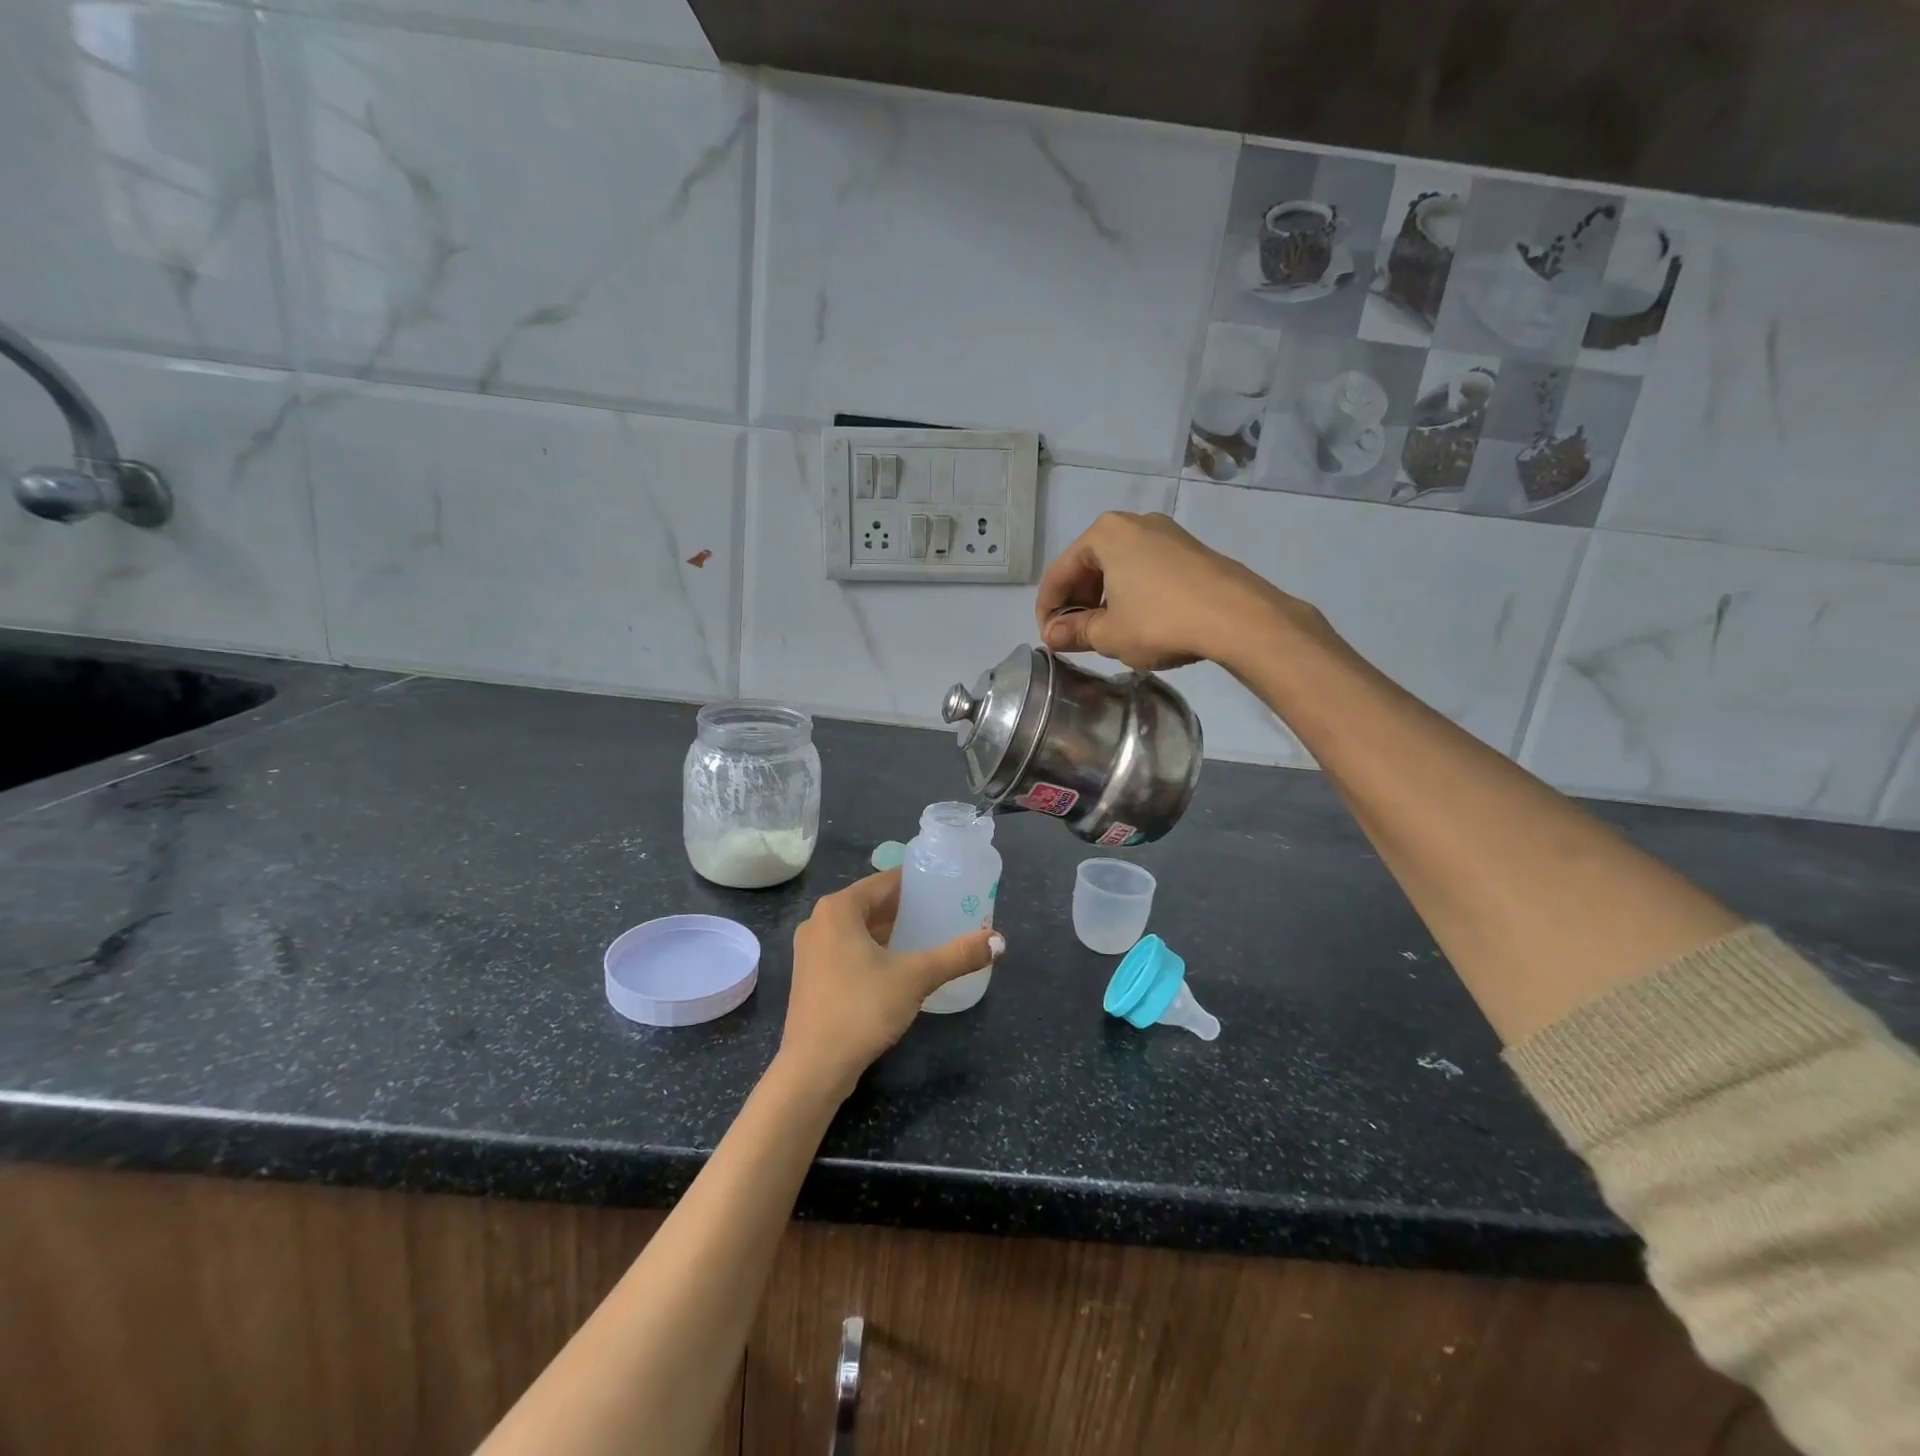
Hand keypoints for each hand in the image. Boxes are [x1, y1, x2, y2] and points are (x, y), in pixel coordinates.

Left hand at [777, 869, 1003, 1101]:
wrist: (813, 1068)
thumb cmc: (861, 1008)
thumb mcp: (915, 977)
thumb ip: (957, 955)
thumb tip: (999, 941)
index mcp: (838, 908)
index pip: (885, 881)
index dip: (917, 882)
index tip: (946, 886)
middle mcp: (819, 921)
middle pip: (871, 904)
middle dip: (906, 909)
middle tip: (943, 912)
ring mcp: (810, 951)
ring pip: (859, 929)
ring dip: (890, 931)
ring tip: (927, 936)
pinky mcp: (811, 977)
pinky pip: (848, 950)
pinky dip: (873, 951)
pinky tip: (899, 965)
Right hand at [1034, 512, 1299, 673]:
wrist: (1238, 617)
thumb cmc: (1160, 621)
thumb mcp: (1108, 633)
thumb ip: (1074, 632)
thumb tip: (1052, 636)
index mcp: (1104, 534)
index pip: (1059, 573)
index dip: (1047, 611)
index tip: (1049, 641)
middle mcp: (1133, 523)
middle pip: (1088, 566)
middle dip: (1076, 604)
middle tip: (1074, 638)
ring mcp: (1165, 533)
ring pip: (1117, 568)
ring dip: (1103, 600)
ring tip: (1104, 633)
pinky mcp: (1189, 550)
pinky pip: (1144, 570)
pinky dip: (1131, 594)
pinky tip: (1137, 621)